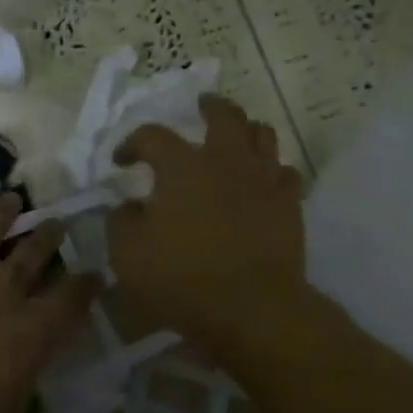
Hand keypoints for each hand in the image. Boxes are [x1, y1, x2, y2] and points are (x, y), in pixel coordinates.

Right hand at [106, 94, 305, 352]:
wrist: (253, 307)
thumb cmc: (183, 279)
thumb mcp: (128, 256)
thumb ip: (122, 223)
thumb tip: (129, 207)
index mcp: (182, 167)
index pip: (152, 136)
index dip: (133, 143)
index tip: (123, 161)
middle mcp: (225, 161)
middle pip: (223, 115)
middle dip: (210, 106)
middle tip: (202, 105)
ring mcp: (263, 179)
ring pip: (262, 134)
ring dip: (246, 130)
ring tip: (237, 137)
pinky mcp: (290, 204)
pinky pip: (285, 172)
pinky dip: (272, 170)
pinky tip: (264, 182)